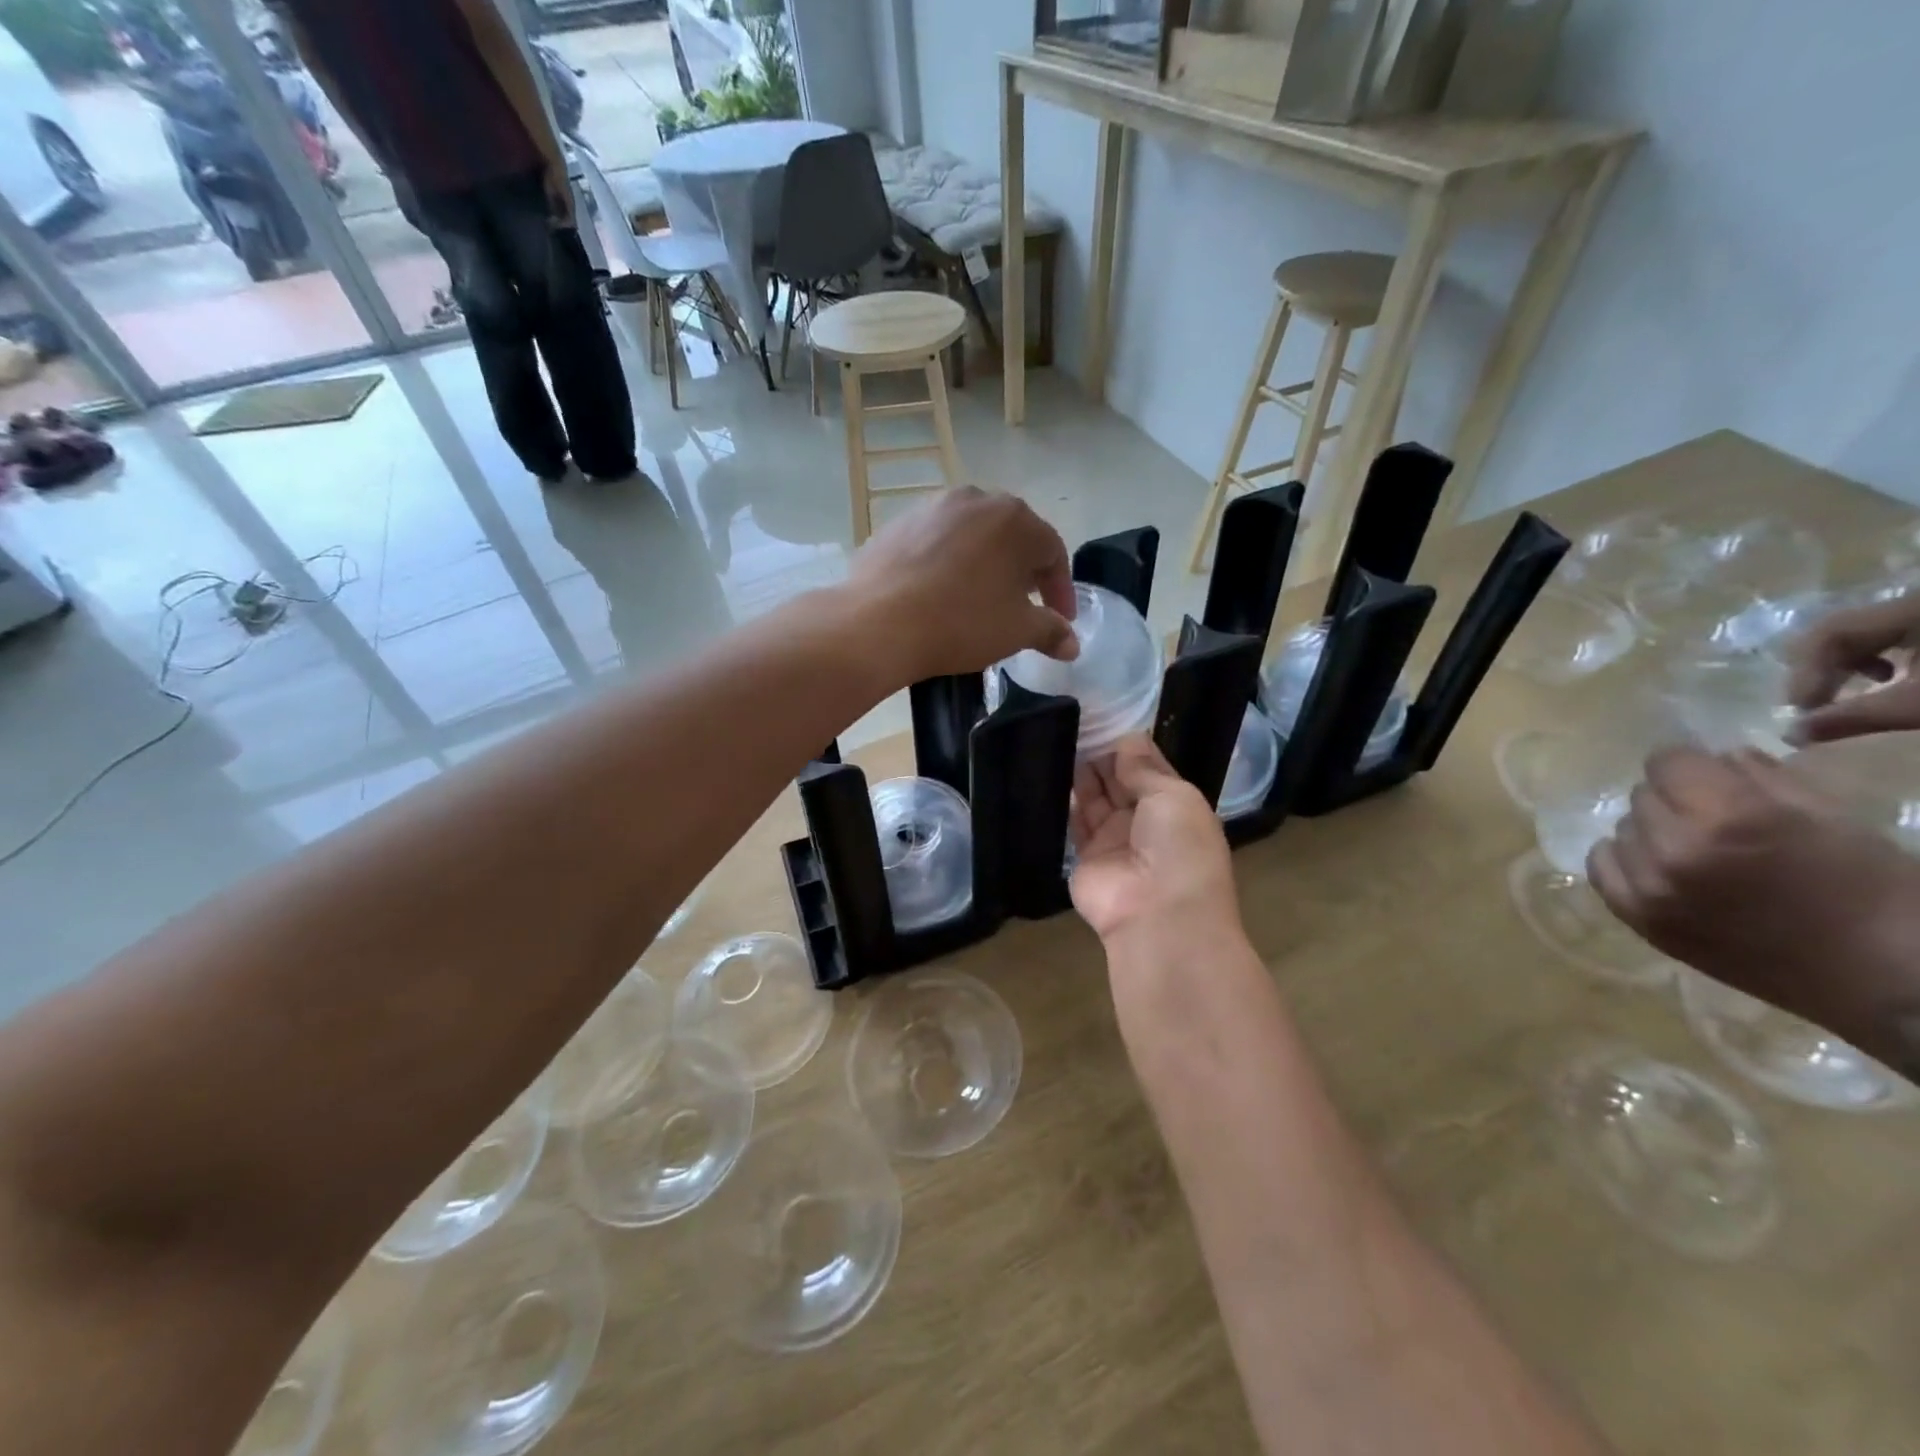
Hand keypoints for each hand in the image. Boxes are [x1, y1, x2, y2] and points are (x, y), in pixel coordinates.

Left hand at [846, 487, 1076, 682]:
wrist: (878, 622)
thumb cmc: (961, 622)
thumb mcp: (1016, 631)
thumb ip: (1051, 631)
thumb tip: (1072, 643)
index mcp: (1015, 519)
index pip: (1052, 552)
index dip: (1060, 590)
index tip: (1060, 620)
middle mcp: (976, 499)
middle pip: (1012, 537)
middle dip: (1023, 572)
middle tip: (1023, 604)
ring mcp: (932, 507)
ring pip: (972, 536)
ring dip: (984, 564)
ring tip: (981, 597)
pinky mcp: (897, 524)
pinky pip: (936, 542)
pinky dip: (947, 564)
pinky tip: (939, 592)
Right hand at [1069, 737, 1239, 948]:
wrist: (1159, 917)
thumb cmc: (1179, 848)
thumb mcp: (1173, 796)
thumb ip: (1144, 769)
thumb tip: (1127, 739)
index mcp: (1176, 806)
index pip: (1151, 768)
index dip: (1132, 746)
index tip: (1107, 716)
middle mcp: (1146, 821)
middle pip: (1121, 782)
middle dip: (1104, 756)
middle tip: (1078, 723)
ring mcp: (1115, 840)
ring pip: (1096, 799)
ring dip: (1084, 774)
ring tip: (1063, 739)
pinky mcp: (1085, 858)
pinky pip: (1075, 823)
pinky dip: (1067, 800)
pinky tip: (1054, 771)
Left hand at [1587, 746, 1919, 1070]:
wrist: (1880, 977)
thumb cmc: (1867, 889)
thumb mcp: (1826, 814)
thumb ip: (1756, 775)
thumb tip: (1711, 755)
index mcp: (1726, 817)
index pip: (1666, 761)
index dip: (1688, 763)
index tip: (1705, 774)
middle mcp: (1674, 850)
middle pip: (1642, 795)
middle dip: (1674, 799)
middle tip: (1710, 818)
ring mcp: (1649, 888)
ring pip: (1622, 829)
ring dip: (1650, 832)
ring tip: (1693, 850)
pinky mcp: (1639, 919)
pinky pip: (1601, 868)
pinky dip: (1624, 860)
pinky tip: (1656, 866)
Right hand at [1786, 595, 1919, 741]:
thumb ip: (1855, 717)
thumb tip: (1788, 736)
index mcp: (1908, 609)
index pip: (1831, 632)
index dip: (1808, 671)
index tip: (1802, 709)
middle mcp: (1908, 602)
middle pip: (1838, 630)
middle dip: (1817, 669)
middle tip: (1810, 704)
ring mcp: (1916, 611)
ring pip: (1857, 633)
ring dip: (1839, 666)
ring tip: (1840, 695)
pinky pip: (1885, 634)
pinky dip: (1869, 659)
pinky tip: (1882, 679)